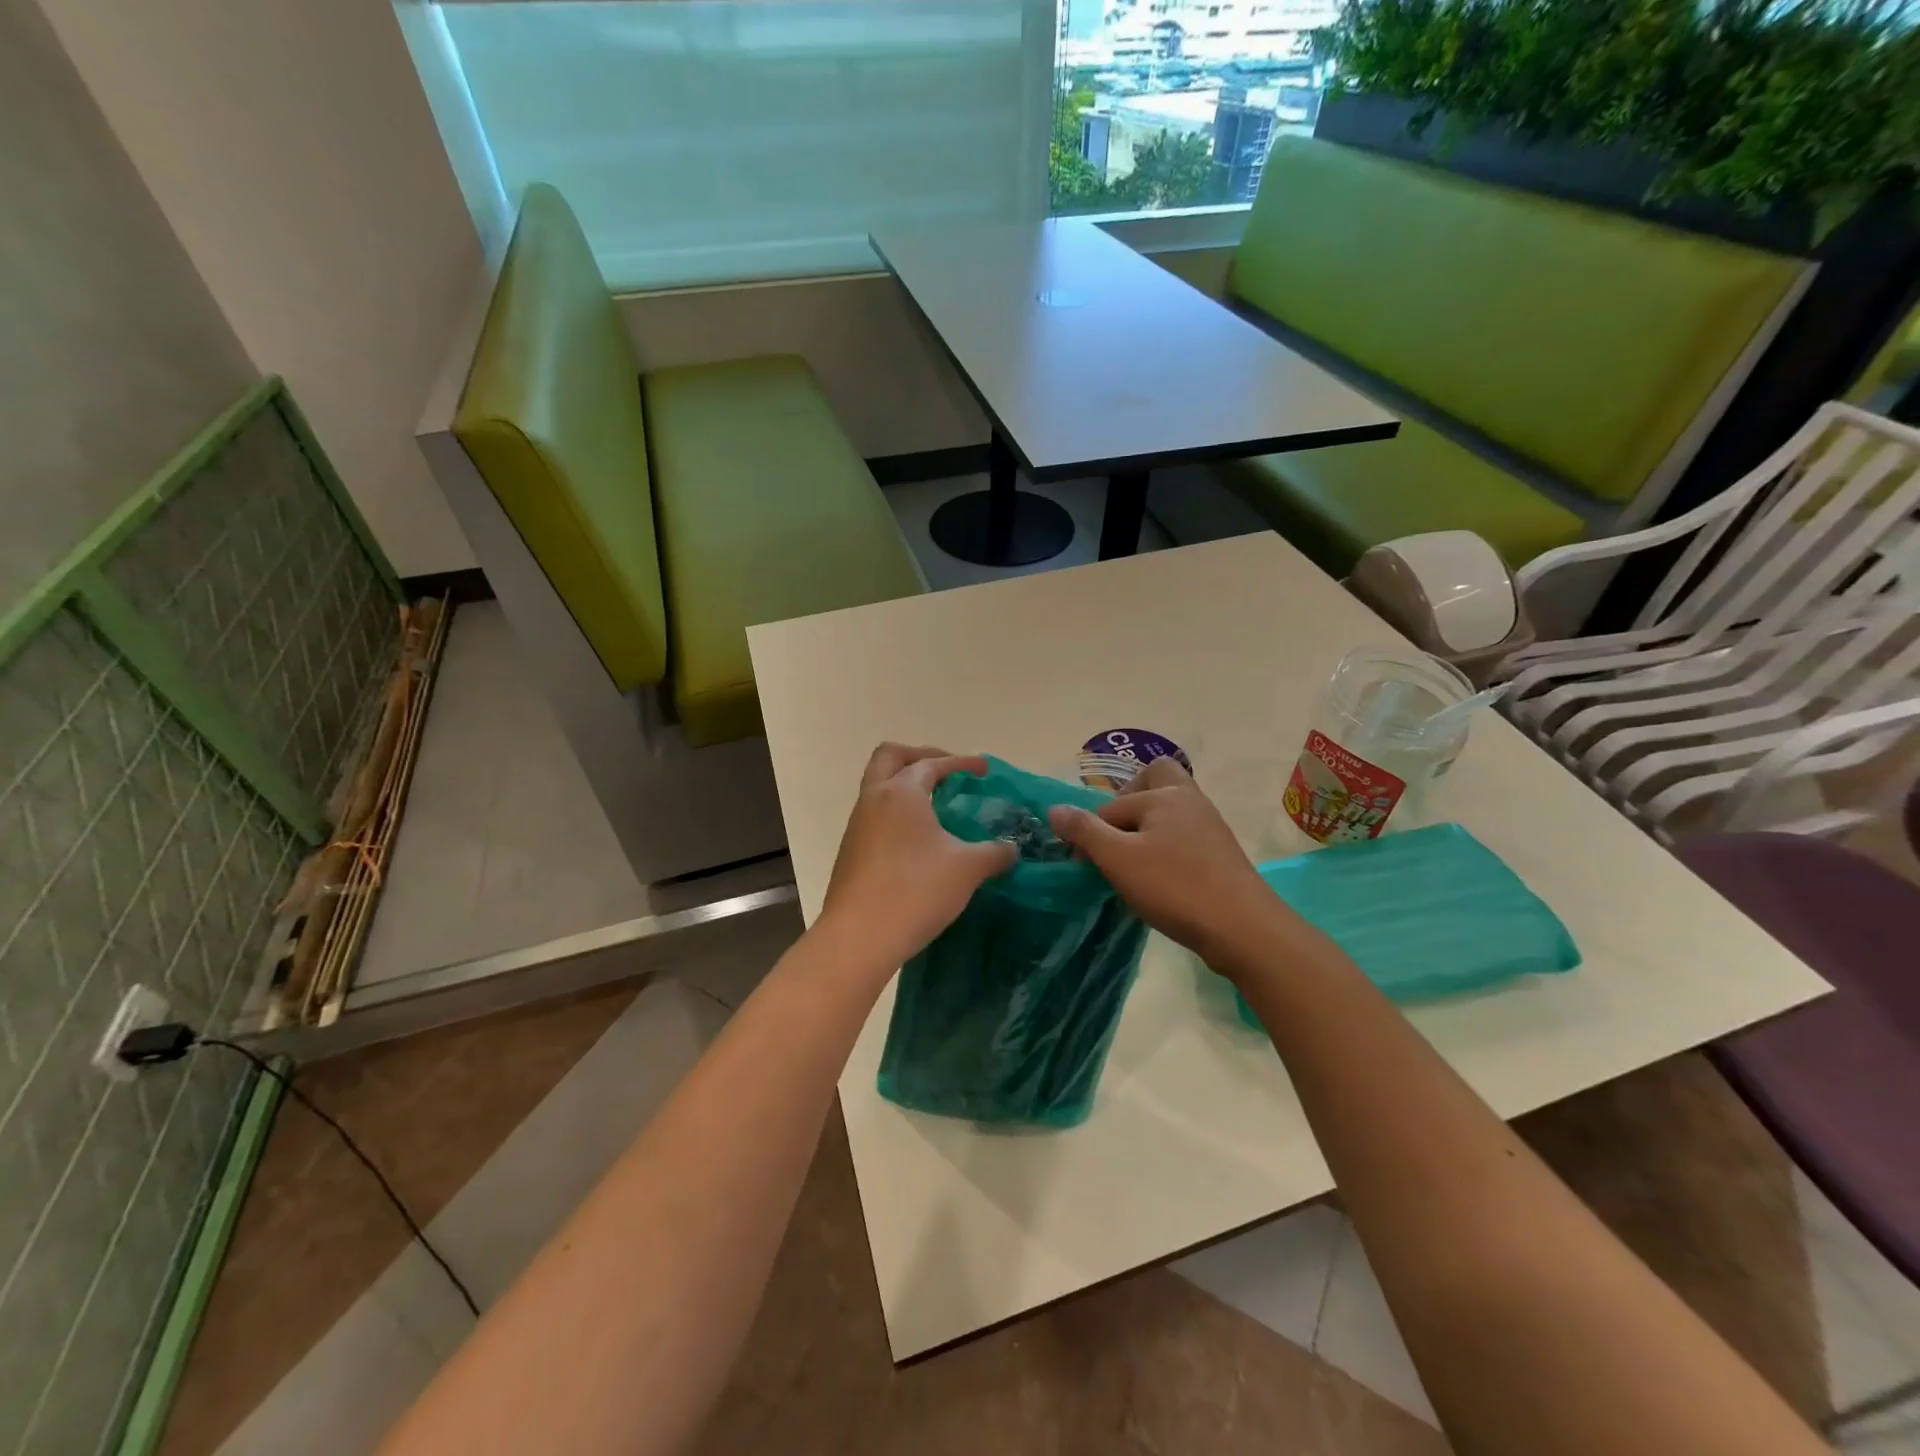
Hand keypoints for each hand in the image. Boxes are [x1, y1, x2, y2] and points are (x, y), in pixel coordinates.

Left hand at [819, 744, 1016, 971]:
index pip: (933, 764)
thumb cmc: (916, 890)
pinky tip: (919, 841)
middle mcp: (874, 799)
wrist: (859, 937)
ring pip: (879, 788)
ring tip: (937, 808)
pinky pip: (875, 816)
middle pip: (890, 757)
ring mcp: (857, 826)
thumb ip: (994, 853)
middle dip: (920, 756)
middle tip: (947, 771)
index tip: (985, 769)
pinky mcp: (851, 852)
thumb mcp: (967, 869)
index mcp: (901, 792)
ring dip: (905, 787)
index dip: (962, 762)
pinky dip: (897, 814)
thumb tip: (1011, 850)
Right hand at [1047, 758, 1296, 975]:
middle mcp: (1190, 800)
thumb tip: (1054, 809)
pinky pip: (1184, 836)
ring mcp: (1210, 826)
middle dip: (1129, 800)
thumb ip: (1084, 831)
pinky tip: (1158, 879)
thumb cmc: (1175, 886)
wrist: (1243, 928)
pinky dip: (1165, 848)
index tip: (1083, 863)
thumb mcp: (1118, 859)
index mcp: (1165, 794)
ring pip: (1170, 810)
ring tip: (1131, 865)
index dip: (1091, 832)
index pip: (1112, 805)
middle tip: (1115, 836)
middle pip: (1155, 780)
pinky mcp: (1220, 853)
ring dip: (1146, 829)